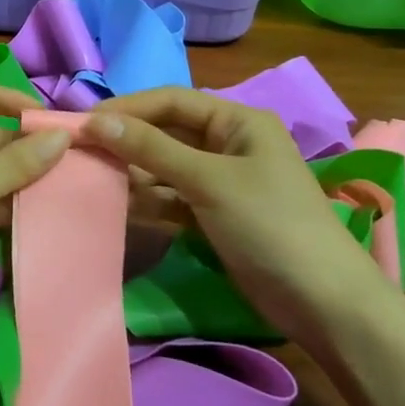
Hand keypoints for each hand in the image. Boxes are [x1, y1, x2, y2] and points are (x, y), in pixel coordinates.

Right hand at [83, 88, 384, 341]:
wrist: (324, 304)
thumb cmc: (269, 225)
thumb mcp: (208, 181)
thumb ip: (151, 150)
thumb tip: (95, 121)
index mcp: (238, 121)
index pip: (171, 101)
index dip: (127, 108)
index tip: (83, 123)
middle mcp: (229, 143)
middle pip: (166, 132)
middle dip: (126, 141)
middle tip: (80, 152)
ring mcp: (221, 180)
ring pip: (165, 165)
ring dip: (133, 171)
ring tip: (90, 178)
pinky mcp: (215, 213)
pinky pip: (172, 195)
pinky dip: (148, 198)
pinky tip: (118, 203)